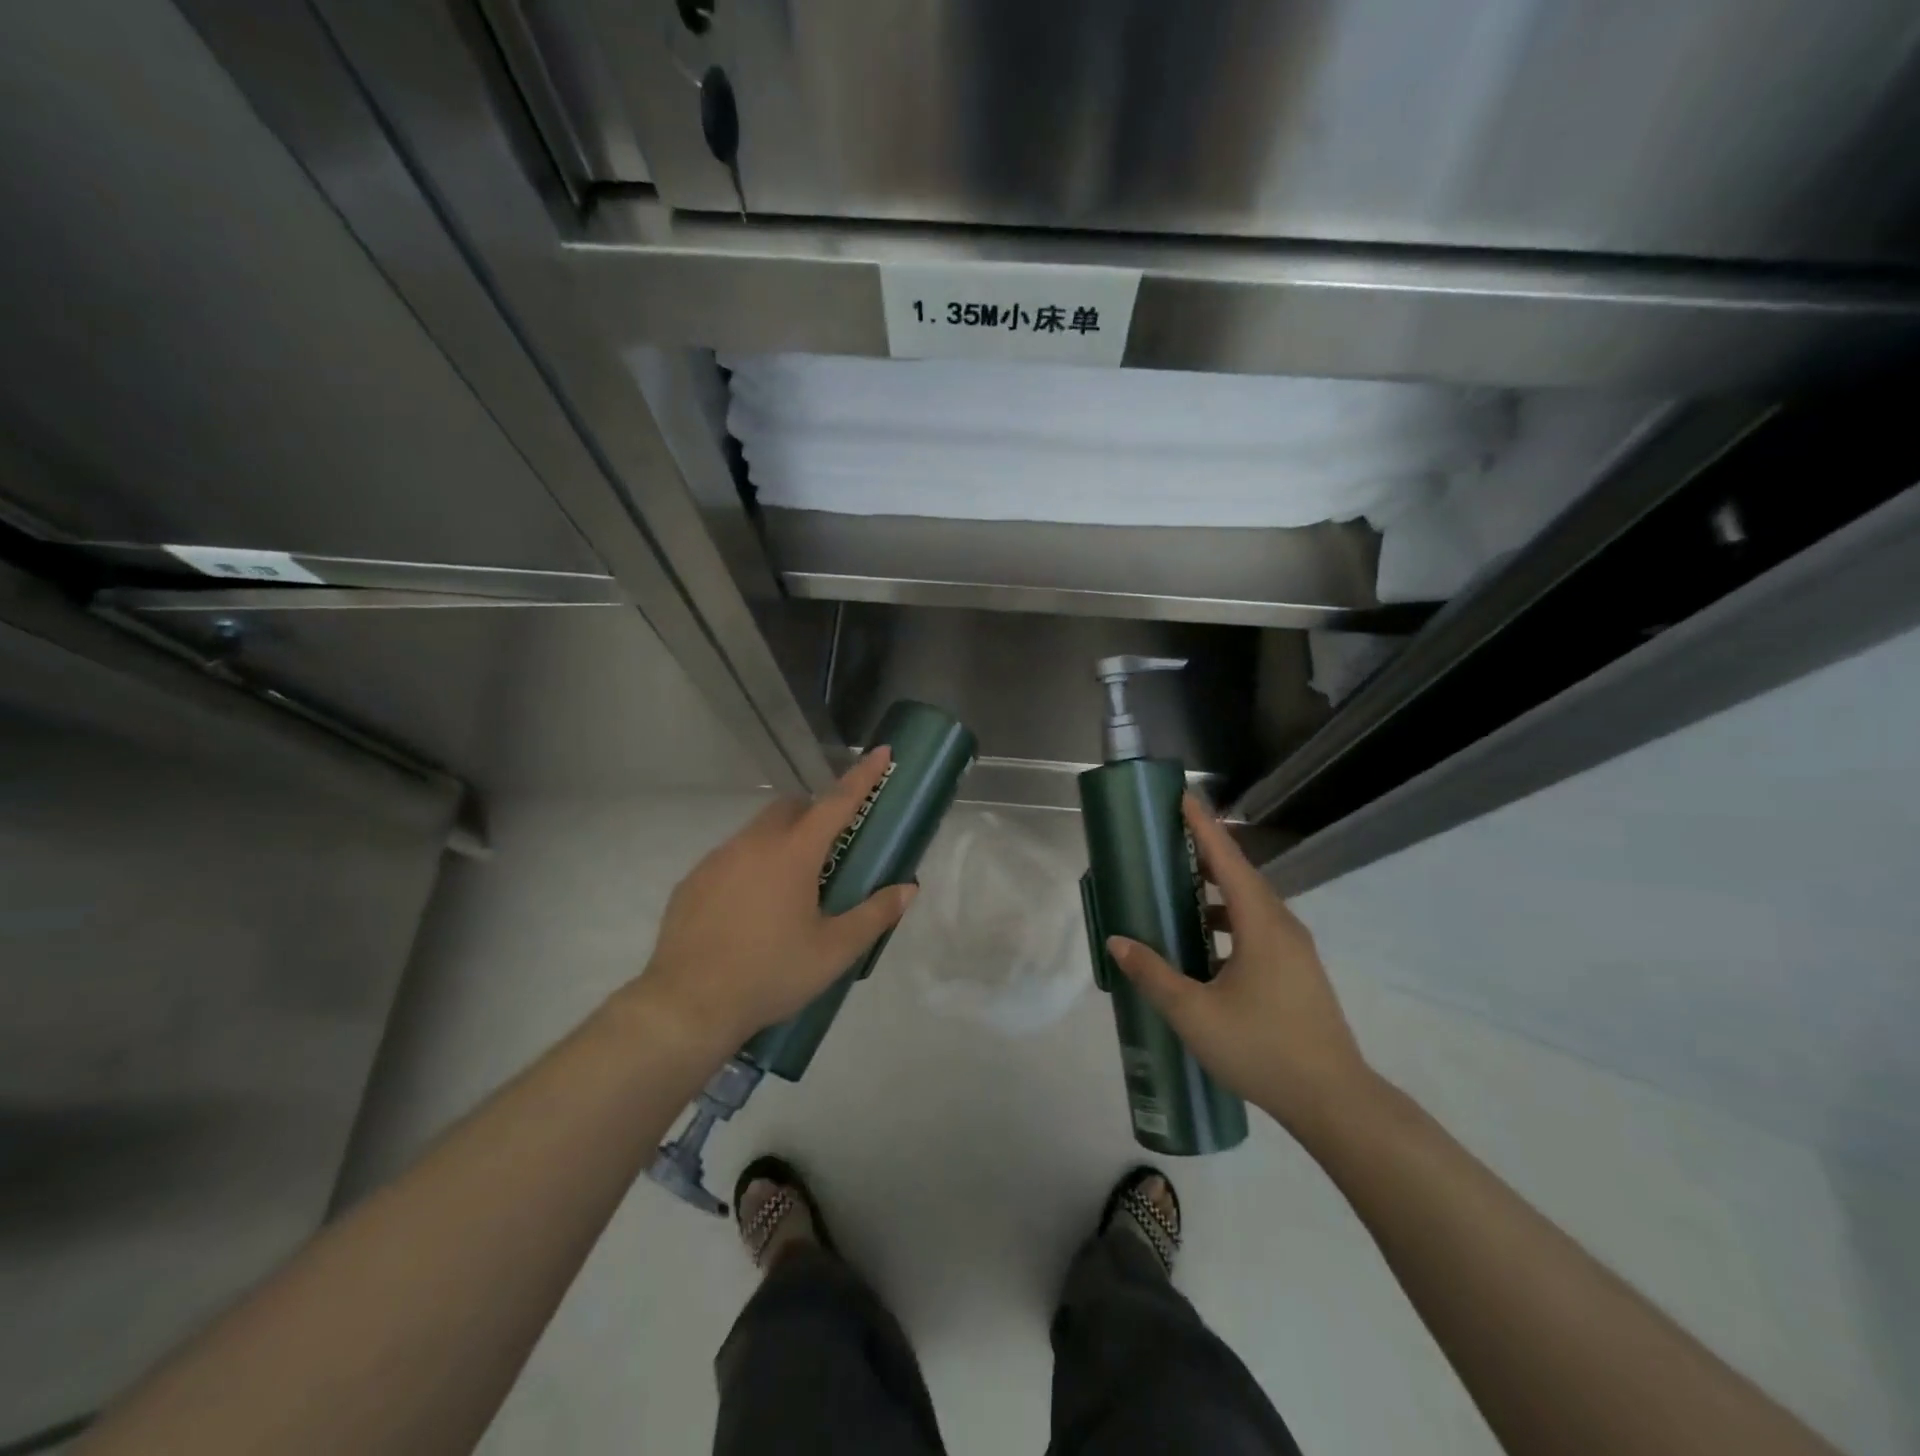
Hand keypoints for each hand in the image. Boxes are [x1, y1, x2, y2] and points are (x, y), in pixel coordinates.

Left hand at [634, 748, 916, 1054]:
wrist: (688, 1005)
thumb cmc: (770, 974)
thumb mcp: (833, 952)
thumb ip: (874, 915)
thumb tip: (907, 889)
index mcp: (794, 854)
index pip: (837, 802)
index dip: (863, 776)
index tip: (881, 751)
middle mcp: (754, 844)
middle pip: (791, 809)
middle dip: (815, 813)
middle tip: (830, 850)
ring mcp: (718, 859)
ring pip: (758, 832)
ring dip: (781, 842)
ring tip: (790, 889)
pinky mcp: (693, 880)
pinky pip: (731, 858)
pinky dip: (750, 866)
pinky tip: (750, 910)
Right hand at [1105, 795, 1372, 1136]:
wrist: (1334, 1101)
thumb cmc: (1262, 1049)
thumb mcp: (1194, 1014)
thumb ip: (1153, 974)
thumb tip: (1118, 941)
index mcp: (1261, 925)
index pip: (1228, 861)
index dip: (1203, 828)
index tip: (1183, 798)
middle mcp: (1282, 927)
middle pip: (1241, 876)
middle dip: (1207, 854)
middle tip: (1170, 840)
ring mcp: (1295, 950)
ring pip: (1252, 905)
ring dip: (1217, 891)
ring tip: (1181, 890)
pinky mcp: (1298, 972)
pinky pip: (1259, 928)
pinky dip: (1229, 920)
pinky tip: (1206, 945)